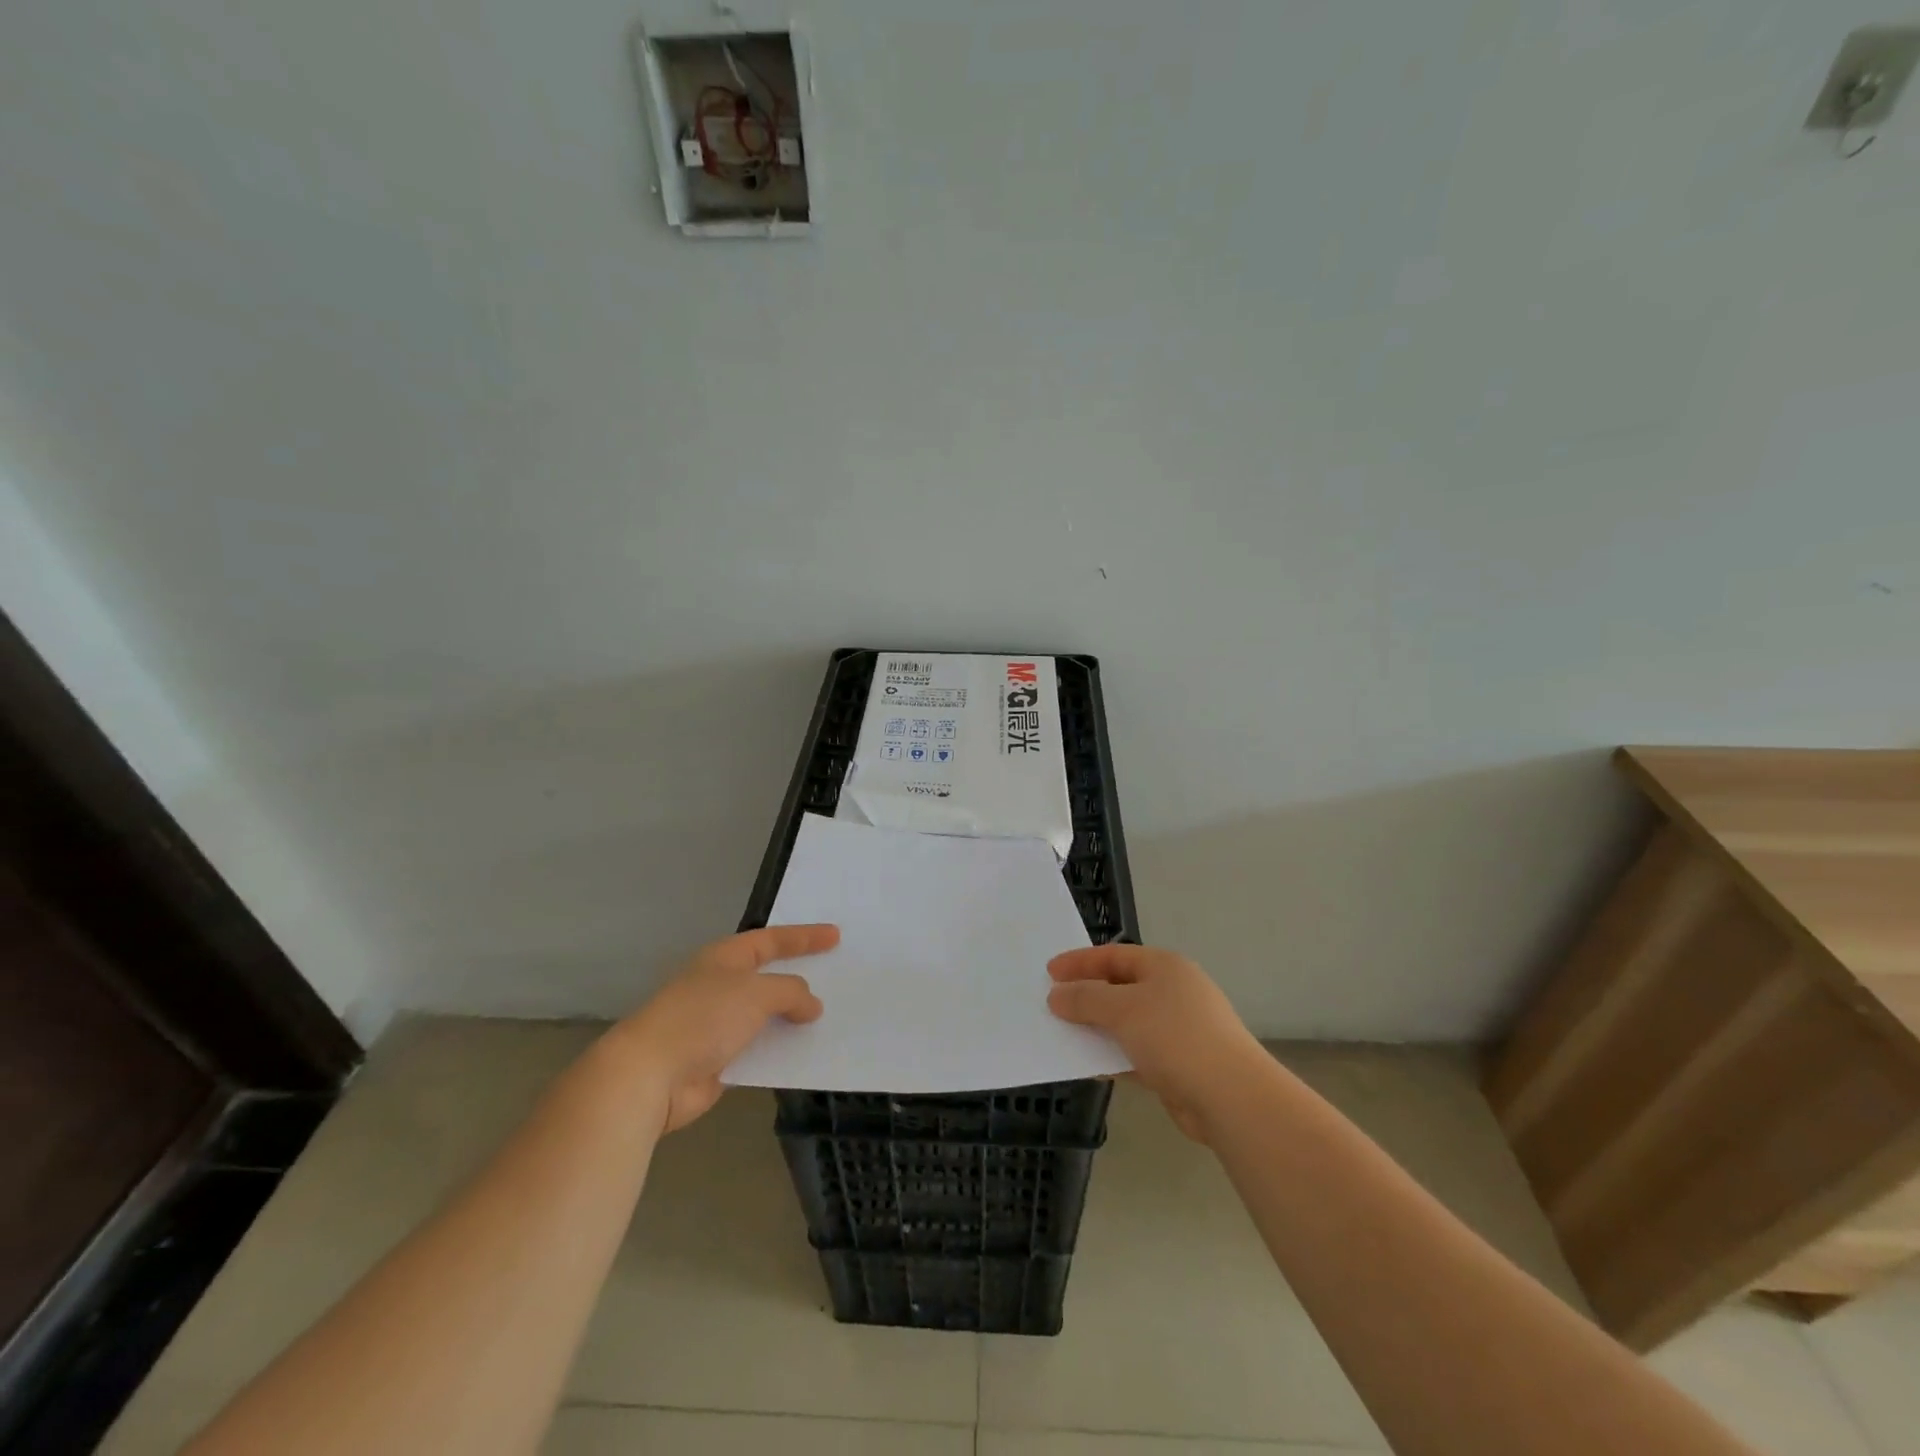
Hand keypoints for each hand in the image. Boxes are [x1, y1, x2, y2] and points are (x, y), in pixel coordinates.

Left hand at [615, 925, 835, 1133]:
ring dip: (792, 1017)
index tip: (836, 936)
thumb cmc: (703, 1018)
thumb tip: (810, 1005)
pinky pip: (759, 1050)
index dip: (804, 937)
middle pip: (768, 976)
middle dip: (799, 976)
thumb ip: (791, 992)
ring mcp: (717, 1025)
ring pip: (765, 1015)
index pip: (771, 940)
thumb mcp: (756, 993)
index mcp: (725, 958)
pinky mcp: (718, 1061)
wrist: (650, 1075)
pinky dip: (781, 1049)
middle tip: (836, 975)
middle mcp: (721, 986)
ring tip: (830, 1017)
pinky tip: (806, 1053)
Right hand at [1047, 944, 1265, 1141]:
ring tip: (1063, 1034)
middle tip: (1052, 1002)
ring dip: (1097, 1028)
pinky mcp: (1179, 1064)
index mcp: (1165, 967)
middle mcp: (1173, 992)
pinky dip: (1113, 1055)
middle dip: (1087, 995)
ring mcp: (1179, 1029)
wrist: (1231, 1097)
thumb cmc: (1175, 1037)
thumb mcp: (1122, 1010)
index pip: (1114, 955)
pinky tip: (1089, 1065)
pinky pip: (1135, 1052)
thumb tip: (1057, 996)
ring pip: (1127, 1022)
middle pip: (1120, 987)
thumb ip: (1085, 999)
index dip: (1080, 962)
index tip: (1048, 972)